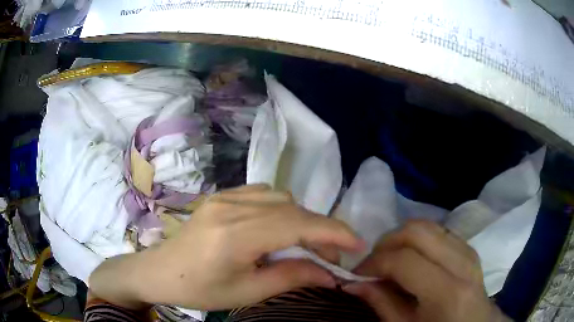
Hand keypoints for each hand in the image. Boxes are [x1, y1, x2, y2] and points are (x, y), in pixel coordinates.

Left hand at [89, 184, 362, 309]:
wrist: (160, 271)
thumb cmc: (199, 289)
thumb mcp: (247, 292)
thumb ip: (292, 277)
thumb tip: (331, 275)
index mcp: (235, 234)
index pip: (297, 224)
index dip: (333, 233)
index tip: (358, 245)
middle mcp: (231, 206)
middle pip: (293, 209)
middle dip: (321, 231)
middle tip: (332, 258)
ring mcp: (224, 196)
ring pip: (281, 197)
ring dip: (302, 219)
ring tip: (306, 245)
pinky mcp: (221, 196)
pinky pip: (263, 193)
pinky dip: (283, 209)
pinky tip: (279, 229)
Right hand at [343, 220, 510, 321]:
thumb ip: (381, 303)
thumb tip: (352, 284)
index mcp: (447, 292)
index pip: (404, 260)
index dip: (374, 263)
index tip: (357, 274)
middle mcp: (462, 262)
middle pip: (417, 230)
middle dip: (386, 242)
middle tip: (372, 262)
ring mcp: (468, 250)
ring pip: (428, 225)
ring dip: (402, 238)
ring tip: (390, 259)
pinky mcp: (469, 247)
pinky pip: (439, 231)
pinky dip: (419, 239)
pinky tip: (412, 258)